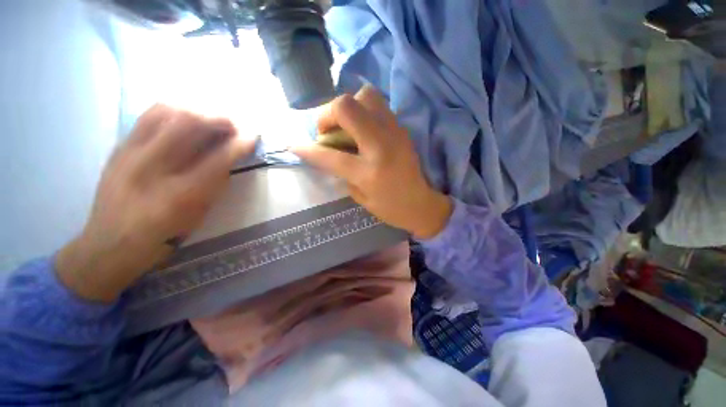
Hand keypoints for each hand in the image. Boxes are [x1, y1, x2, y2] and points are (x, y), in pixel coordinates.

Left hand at [56, 105, 255, 301]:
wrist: (109, 243)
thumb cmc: (163, 235)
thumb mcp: (199, 214)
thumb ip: (216, 183)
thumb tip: (230, 156)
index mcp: (180, 195)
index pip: (218, 159)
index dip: (239, 145)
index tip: (253, 136)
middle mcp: (153, 169)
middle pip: (188, 125)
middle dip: (217, 120)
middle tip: (231, 126)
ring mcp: (130, 154)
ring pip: (165, 112)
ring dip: (194, 111)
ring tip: (207, 121)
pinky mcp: (119, 148)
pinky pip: (147, 117)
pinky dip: (172, 112)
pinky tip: (182, 121)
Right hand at [292, 85, 451, 238]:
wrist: (422, 203)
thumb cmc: (390, 208)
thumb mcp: (360, 197)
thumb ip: (342, 172)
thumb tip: (327, 152)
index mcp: (369, 172)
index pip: (330, 155)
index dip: (308, 149)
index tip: (294, 146)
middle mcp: (381, 146)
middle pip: (346, 107)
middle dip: (327, 115)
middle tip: (327, 131)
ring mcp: (394, 132)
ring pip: (365, 96)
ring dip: (348, 107)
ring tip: (346, 126)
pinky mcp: (402, 128)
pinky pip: (378, 105)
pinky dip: (363, 110)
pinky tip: (362, 128)